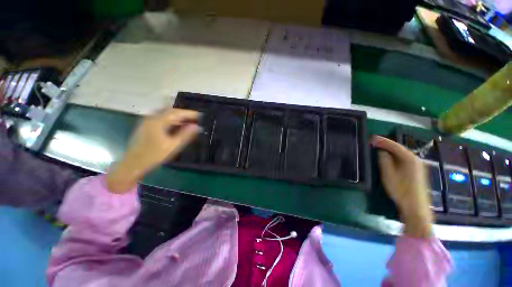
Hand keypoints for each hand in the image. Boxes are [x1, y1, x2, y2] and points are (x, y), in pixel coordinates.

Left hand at [107, 108, 199, 192]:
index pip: (176, 112)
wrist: (133, 164)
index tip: (201, 116)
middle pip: (171, 111)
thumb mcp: (173, 145)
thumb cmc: (154, 155)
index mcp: (157, 121)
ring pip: (166, 115)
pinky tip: (177, 127)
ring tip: (189, 123)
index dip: (190, 113)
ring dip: (178, 117)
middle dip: (184, 114)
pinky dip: (172, 121)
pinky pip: (162, 119)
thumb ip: (186, 135)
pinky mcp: (146, 126)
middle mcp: (151, 118)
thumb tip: (197, 126)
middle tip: (196, 119)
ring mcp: (147, 121)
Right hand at [371, 135, 432, 237]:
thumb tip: (381, 151)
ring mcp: (418, 165)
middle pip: (399, 148)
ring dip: (390, 150)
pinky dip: (395, 156)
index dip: (382, 141)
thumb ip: (384, 160)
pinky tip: (389, 158)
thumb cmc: (400, 189)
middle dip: (386, 144)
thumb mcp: (388, 173)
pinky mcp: (417, 171)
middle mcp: (416, 159)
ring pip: (402, 153)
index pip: (394, 145)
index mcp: (409, 158)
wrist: (415, 207)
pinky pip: (404, 159)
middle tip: (374, 142)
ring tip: (379, 148)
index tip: (371, 138)